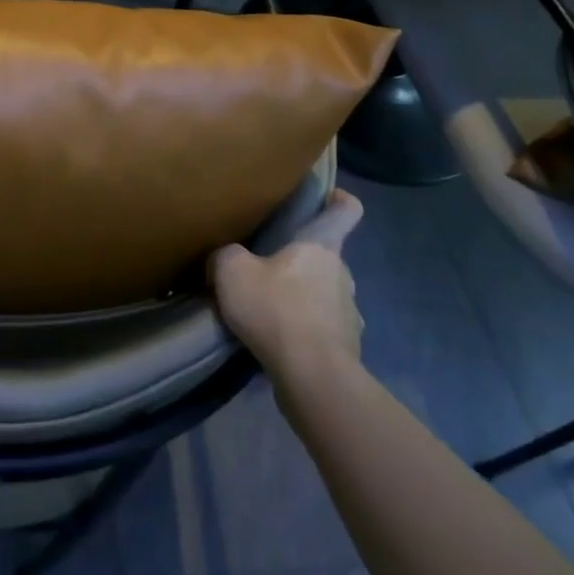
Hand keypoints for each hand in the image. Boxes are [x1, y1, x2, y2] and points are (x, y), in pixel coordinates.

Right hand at [210, 189, 364, 373]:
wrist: (312, 378)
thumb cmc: (276, 309)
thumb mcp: (231, 270)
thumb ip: (225, 254)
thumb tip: (224, 259)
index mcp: (321, 245)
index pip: (346, 210)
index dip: (338, 199)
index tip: (326, 197)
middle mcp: (343, 274)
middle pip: (325, 257)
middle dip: (299, 261)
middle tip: (265, 269)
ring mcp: (349, 314)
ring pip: (324, 295)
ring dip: (301, 299)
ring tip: (268, 311)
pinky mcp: (346, 349)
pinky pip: (321, 330)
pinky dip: (303, 333)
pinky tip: (278, 343)